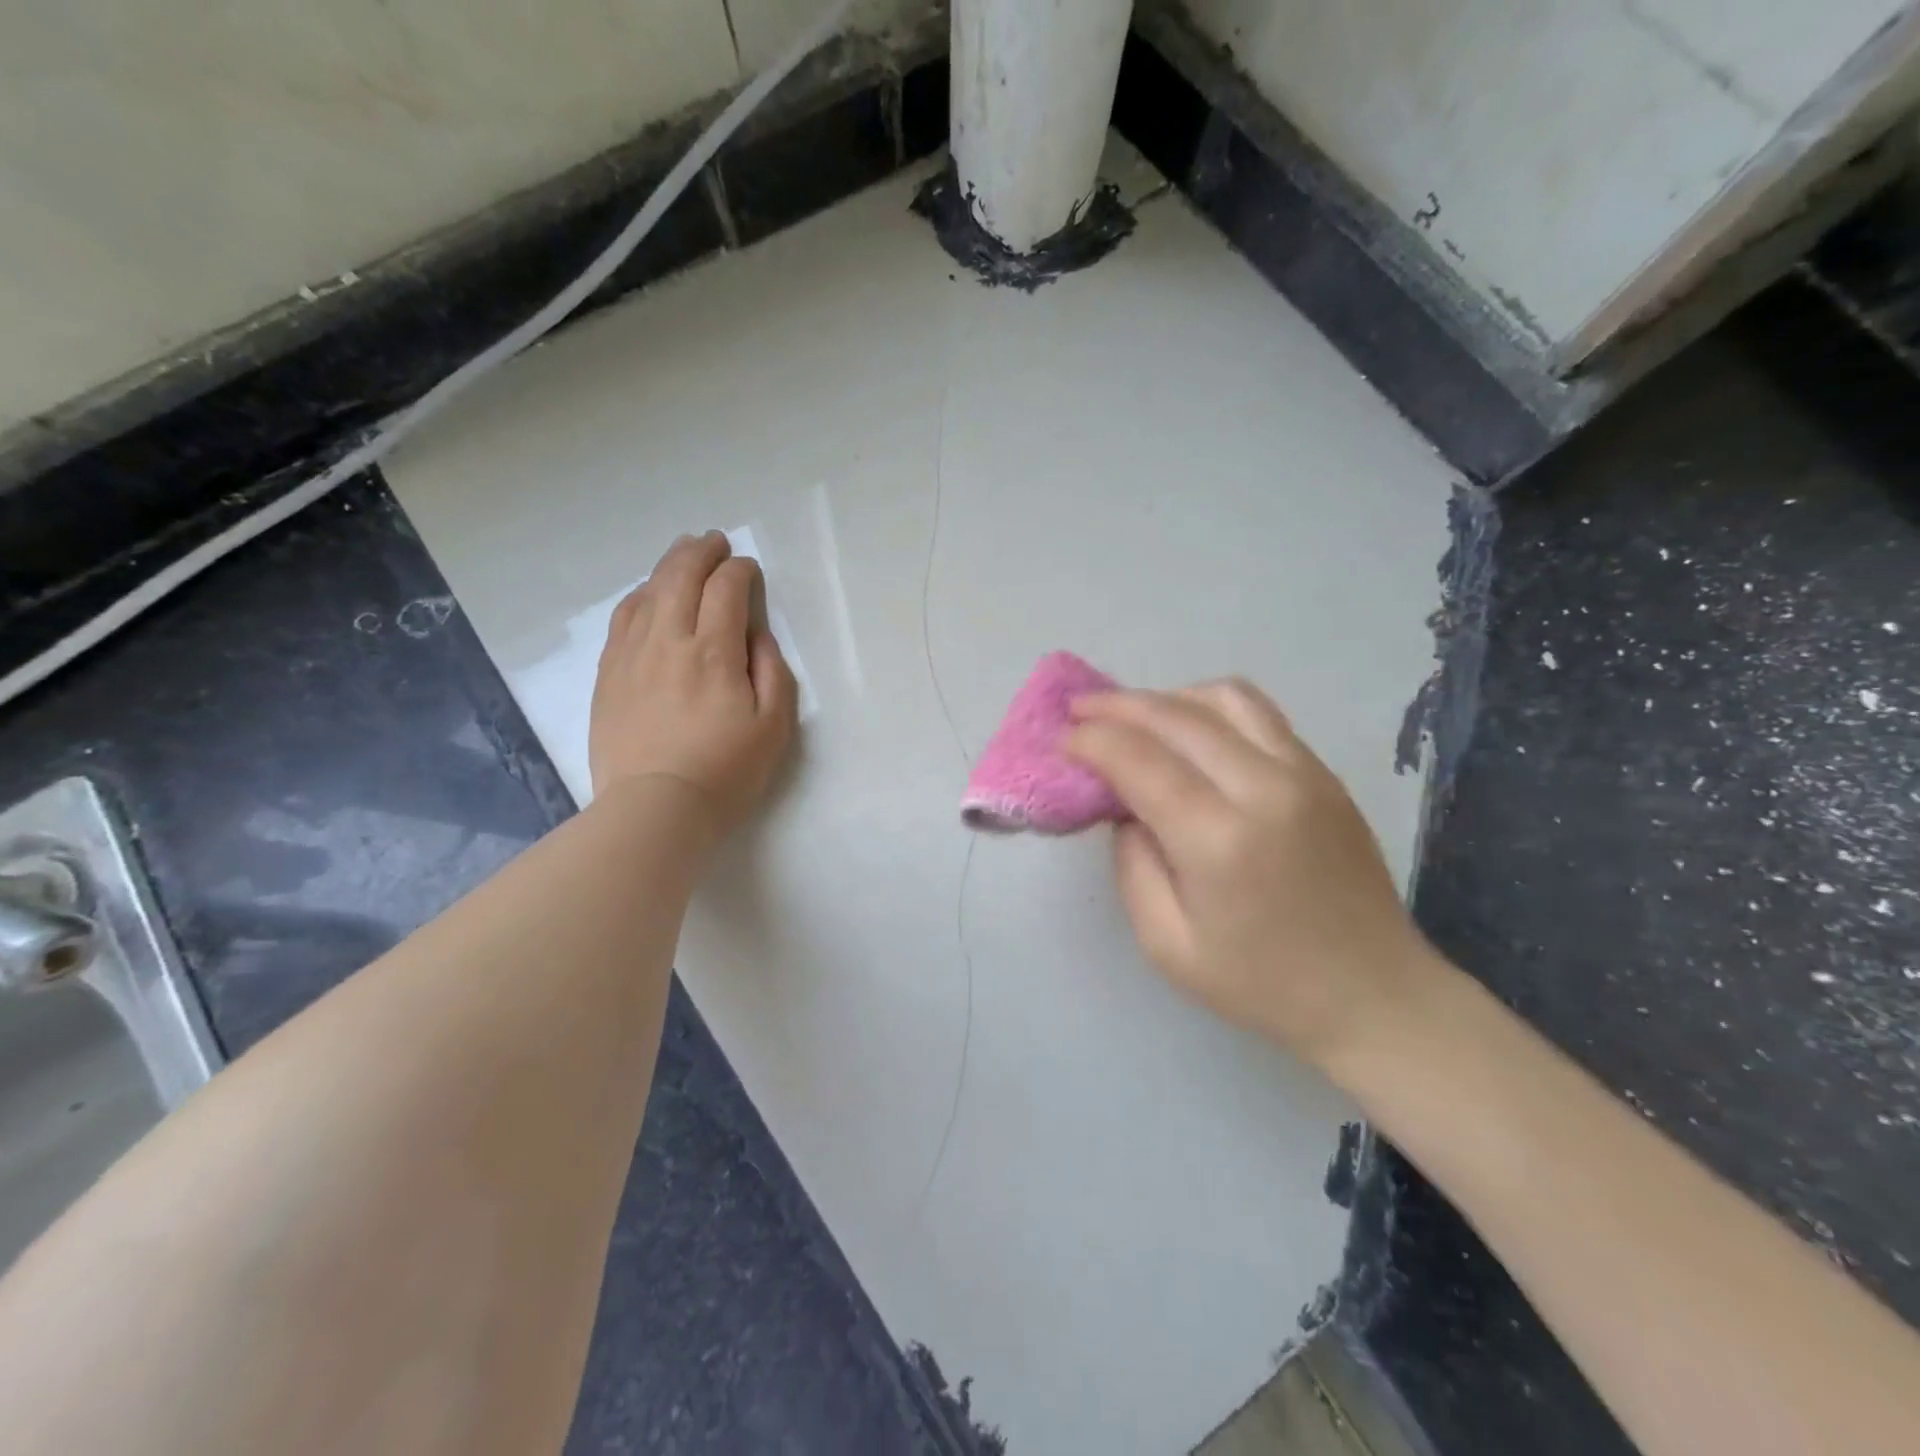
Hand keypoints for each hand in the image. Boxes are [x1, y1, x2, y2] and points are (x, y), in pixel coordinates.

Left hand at [589, 532, 797, 837]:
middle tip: (715, 542)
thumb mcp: (774, 726)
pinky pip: (622, 618)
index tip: (749, 571)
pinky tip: (647, 595)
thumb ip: (771, 671)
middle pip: (680, 577)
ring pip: (648, 592)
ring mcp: (631, 654)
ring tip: (682, 555)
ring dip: (668, 566)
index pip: (726, 590)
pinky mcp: (608, 674)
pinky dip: (639, 596)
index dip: (740, 572)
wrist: (654, 808)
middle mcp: (668, 640)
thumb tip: (754, 635)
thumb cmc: (726, 771)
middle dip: (701, 552)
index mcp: (713, 651)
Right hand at [1064, 680, 1436, 1076]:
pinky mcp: (1323, 773)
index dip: (1091, 742)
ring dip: (1166, 698)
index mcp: (1220, 840)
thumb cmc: (1262, 984)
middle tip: (1079, 711)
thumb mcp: (1167, 945)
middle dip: (1117, 707)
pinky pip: (1258, 714)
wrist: (1375, 994)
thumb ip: (1132, 865)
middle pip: (1176, 716)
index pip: (1139, 760)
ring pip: (1222, 698)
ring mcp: (1303, 772)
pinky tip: (1188, 729)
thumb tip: (1124, 806)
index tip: (1061, 742)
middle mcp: (1265, 788)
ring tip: (1134, 716)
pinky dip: (1209, 708)